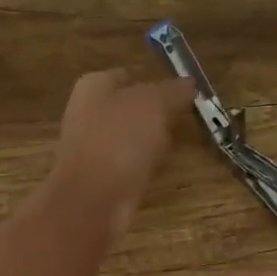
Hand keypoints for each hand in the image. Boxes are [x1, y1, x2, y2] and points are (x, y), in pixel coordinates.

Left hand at [48, 69, 196, 237]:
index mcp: (93, 86)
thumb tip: (190, 84)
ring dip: (150, 144)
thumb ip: (173, 91)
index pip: (128, 76)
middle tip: (179, 123)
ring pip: (129, 138)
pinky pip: (127, 165)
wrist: (93, 199)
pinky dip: (141, 167)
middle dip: (155, 116)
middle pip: (129, 108)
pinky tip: (154, 172)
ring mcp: (89, 147)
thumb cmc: (121, 141)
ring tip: (169, 149)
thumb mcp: (155, 104)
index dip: (155, 83)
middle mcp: (86, 113)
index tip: (181, 96)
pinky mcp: (97, 177)